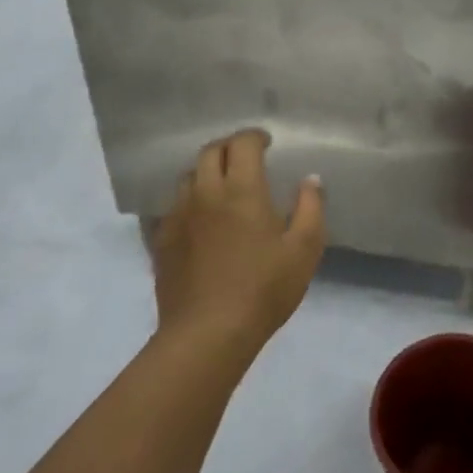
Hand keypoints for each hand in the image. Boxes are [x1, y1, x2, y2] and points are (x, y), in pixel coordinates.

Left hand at [145, 129, 325, 354]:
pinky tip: (201, 220)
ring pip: (187, 176)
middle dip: (229, 147)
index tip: (268, 143)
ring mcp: (178, 216)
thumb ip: (311, 208)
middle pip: (210, 151)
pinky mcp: (162, 241)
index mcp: (242, 189)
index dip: (255, 136)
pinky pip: (174, 206)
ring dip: (207, 171)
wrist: (207, 336)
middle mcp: (205, 193)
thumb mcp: (304, 249)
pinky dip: (190, 201)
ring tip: (223, 186)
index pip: (242, 143)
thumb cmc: (263, 289)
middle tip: (246, 158)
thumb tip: (309, 180)